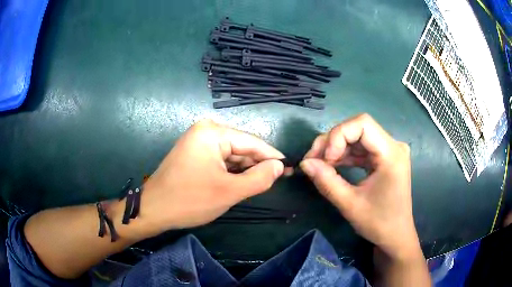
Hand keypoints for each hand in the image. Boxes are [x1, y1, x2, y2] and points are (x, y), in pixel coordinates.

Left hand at [139, 120, 284, 233]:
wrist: (153, 210)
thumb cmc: (190, 200)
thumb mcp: (229, 191)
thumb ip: (259, 178)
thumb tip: (279, 166)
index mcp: (213, 133)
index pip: (252, 143)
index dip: (272, 157)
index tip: (290, 168)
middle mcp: (205, 131)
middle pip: (241, 148)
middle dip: (257, 165)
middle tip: (277, 180)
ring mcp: (198, 141)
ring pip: (231, 155)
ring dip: (245, 170)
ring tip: (261, 184)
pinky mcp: (194, 153)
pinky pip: (220, 160)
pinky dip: (231, 172)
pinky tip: (241, 182)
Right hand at [300, 114, 419, 260]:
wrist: (396, 235)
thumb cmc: (378, 223)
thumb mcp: (350, 205)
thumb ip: (326, 182)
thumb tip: (304, 163)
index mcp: (392, 154)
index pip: (362, 124)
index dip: (338, 135)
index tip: (324, 159)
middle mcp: (393, 146)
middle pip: (358, 128)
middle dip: (333, 141)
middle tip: (313, 160)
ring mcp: (389, 151)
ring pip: (357, 137)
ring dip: (336, 148)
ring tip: (318, 164)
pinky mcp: (384, 158)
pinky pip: (361, 149)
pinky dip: (344, 155)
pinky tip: (331, 165)